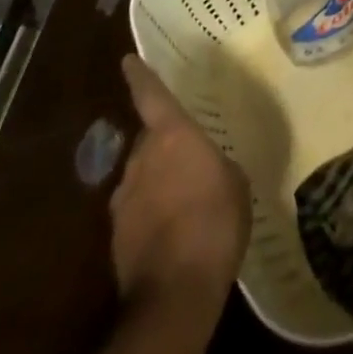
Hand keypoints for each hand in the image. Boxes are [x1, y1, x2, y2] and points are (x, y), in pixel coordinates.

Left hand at [108, 55, 251, 309]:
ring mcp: (124, 198)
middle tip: (188, 157)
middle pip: (149, 140)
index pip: (152, 96)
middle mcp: (141, 159)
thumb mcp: (235, 183)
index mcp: (171, 136)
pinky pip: (137, 211)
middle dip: (163, 145)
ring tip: (185, 201)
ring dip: (158, 182)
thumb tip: (207, 168)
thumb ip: (217, 165)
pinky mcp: (117, 236)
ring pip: (141, 176)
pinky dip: (152, 214)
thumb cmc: (215, 222)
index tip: (127, 60)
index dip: (141, 76)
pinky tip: (173, 233)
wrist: (174, 293)